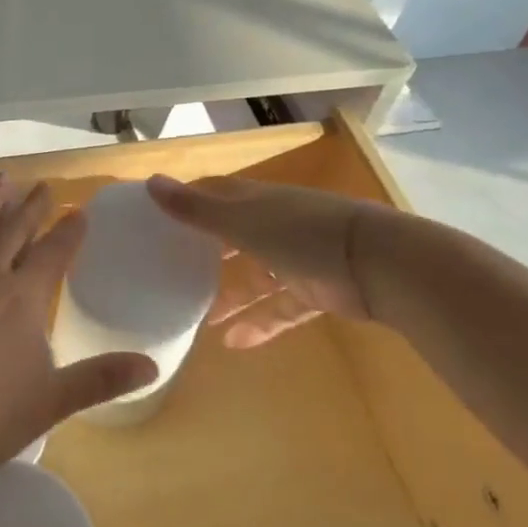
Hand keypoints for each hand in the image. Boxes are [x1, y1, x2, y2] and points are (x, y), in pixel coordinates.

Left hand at [0, 175, 157, 477]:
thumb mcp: (54, 400)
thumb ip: (102, 379)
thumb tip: (153, 367)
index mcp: (24, 299)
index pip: (54, 254)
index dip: (69, 232)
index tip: (80, 210)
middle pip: (15, 233)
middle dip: (32, 207)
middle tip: (44, 185)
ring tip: (1, 178)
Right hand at [146, 175, 382, 347]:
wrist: (377, 263)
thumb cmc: (301, 233)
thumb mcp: (241, 221)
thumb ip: (196, 209)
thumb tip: (150, 182)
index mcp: (255, 201)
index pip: (214, 196)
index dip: (188, 203)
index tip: (157, 219)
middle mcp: (273, 225)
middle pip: (233, 236)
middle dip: (206, 255)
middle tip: (172, 273)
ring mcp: (297, 258)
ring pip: (255, 277)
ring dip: (230, 297)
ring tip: (198, 320)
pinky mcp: (316, 291)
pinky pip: (281, 308)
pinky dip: (260, 323)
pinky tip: (234, 344)